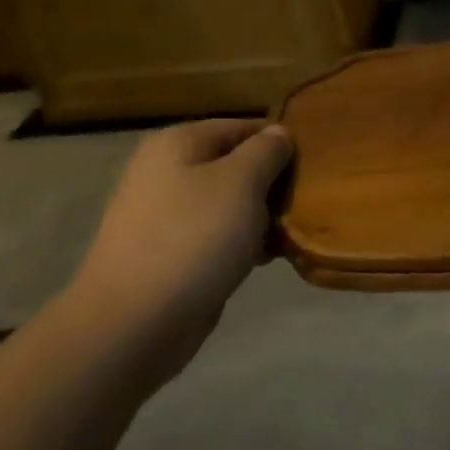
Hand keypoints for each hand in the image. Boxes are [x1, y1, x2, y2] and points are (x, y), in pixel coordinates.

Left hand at [65, 119, 294, 381]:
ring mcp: (165, 213)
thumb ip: (266, 151)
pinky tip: (265, 258)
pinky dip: (242, 242)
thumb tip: (279, 132)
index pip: (244, 126)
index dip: (281, 142)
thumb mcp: (241, 183)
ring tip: (290, 233)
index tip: (314, 166)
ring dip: (261, 216)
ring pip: (231, 202)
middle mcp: (167, 170)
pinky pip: (217, 234)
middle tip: (307, 202)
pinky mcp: (170, 251)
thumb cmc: (193, 238)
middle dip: (273, 183)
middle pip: (237, 164)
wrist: (134, 322)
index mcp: (179, 143)